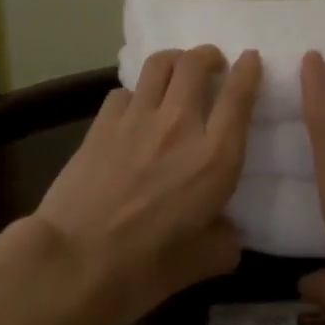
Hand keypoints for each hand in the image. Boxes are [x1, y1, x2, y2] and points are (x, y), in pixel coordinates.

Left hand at [34, 45, 261, 324]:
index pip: (239, 96)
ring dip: (174, 60)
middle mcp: (180, 125)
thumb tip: (229, 234)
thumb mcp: (201, 263)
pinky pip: (125, 91)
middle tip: (212, 65)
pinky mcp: (103, 123)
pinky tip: (133, 111)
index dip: (248, 70)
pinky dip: (135, 94)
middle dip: (208, 55)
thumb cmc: (144, 269)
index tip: (250, 59)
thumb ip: (224, 241)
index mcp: (215, 158)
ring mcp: (138, 119)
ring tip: (177, 71)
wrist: (74, 263)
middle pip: (196, 63)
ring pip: (160, 63)